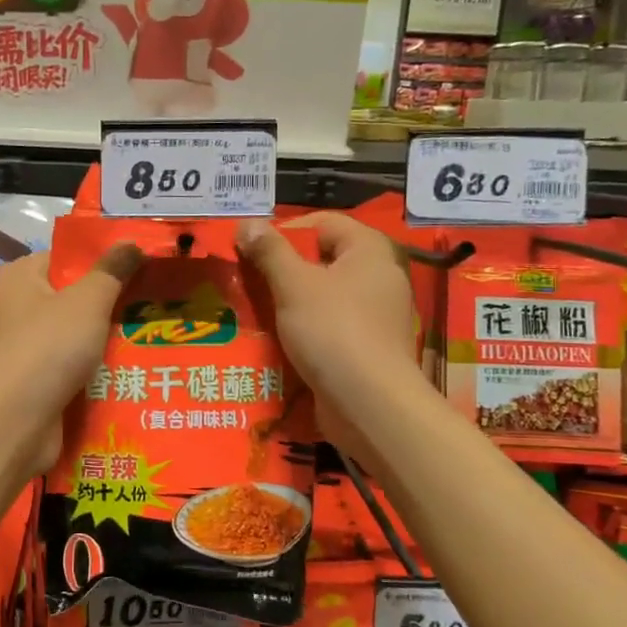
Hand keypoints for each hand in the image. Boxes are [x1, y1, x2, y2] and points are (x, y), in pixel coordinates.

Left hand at [0, 243, 142, 478]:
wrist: (12, 426)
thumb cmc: (47, 350)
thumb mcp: (87, 302)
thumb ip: (111, 271)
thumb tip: (131, 241)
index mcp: (19, 277)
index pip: (66, 258)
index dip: (104, 262)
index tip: (143, 270)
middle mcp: (15, 308)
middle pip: (72, 297)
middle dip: (111, 305)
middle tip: (154, 305)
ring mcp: (22, 347)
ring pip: (75, 335)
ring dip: (106, 341)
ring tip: (150, 338)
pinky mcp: (32, 381)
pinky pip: (70, 366)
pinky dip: (93, 370)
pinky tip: (129, 372)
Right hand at [235, 214, 422, 463]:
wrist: (370, 404)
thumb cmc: (333, 331)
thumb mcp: (294, 285)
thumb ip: (269, 251)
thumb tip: (247, 223)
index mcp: (369, 250)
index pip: (322, 223)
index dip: (284, 231)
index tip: (250, 250)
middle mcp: (380, 276)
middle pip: (323, 259)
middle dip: (283, 268)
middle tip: (247, 279)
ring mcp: (377, 315)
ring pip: (325, 295)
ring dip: (290, 301)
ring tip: (255, 309)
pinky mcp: (369, 347)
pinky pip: (331, 326)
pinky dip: (306, 329)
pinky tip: (278, 340)